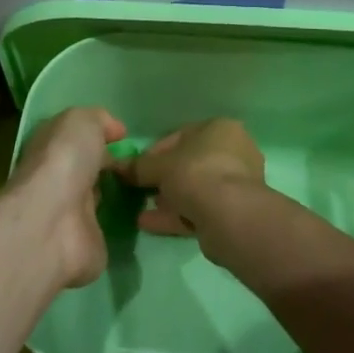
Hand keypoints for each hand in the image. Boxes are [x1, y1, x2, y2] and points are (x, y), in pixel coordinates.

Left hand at [8, 107, 125, 288]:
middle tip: (139, 164)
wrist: (53, 223)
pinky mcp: (86, 244)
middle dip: (108, 166)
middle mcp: (59, 180)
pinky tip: (142, 216)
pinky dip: (122, 224)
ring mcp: (71, 215)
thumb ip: (99, 120)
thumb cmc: (65, 161)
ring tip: (145, 188)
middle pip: (86, 169)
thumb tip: (116, 131)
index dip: (98, 135)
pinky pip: (108, 229)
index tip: (124, 138)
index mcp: (51, 148)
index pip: (75, 139)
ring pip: (96, 200)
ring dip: (116, 195)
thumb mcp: (82, 121)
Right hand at [122, 119, 267, 261]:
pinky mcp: (233, 212)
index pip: (181, 135)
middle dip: (164, 178)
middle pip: (189, 164)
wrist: (229, 216)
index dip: (155, 151)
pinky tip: (149, 224)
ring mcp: (236, 184)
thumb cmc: (196, 173)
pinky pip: (199, 210)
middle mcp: (234, 152)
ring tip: (142, 209)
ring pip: (195, 189)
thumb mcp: (160, 166)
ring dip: (168, 199)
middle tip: (142, 189)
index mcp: (221, 129)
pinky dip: (175, 215)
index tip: (138, 167)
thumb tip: (117, 167)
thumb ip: (138, 166)